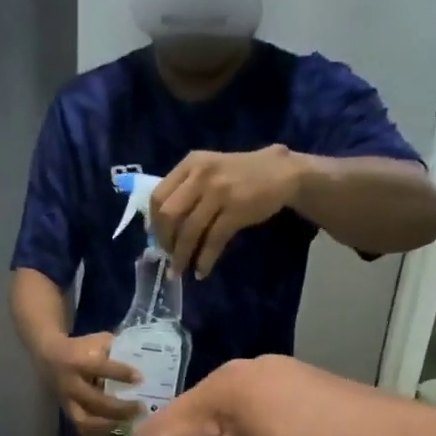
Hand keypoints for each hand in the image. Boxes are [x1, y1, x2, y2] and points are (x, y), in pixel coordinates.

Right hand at [37, 332, 141, 435]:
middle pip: (95, 401)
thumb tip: (144, 359)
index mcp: (77, 361)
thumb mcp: (97, 341)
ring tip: (131, 422)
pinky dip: (100, 431)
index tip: (140, 379)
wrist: (48, 357)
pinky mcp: (67, 413)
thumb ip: (117, 350)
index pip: (100, 368)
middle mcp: (70, 384)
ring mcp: (67, 401)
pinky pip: (83, 428)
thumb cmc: (80, 348)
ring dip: (110, 424)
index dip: (121, 374)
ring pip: (86, 420)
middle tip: (141, 408)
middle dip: (120, 407)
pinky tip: (118, 429)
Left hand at [152, 146, 302, 277]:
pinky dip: (204, 260)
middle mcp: (201, 174)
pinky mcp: (236, 209)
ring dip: (181, 257)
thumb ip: (185, 191)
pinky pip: (212, 240)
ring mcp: (219, 191)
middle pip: (168, 215)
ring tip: (179, 271)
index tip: (156, 240)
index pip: (158, 197)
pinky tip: (202, 271)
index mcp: (190, 164)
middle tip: (169, 256)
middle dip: (165, 242)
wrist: (282, 172)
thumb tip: (159, 229)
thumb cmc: (240, 176)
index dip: (153, 224)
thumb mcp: (209, 172)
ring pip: (189, 231)